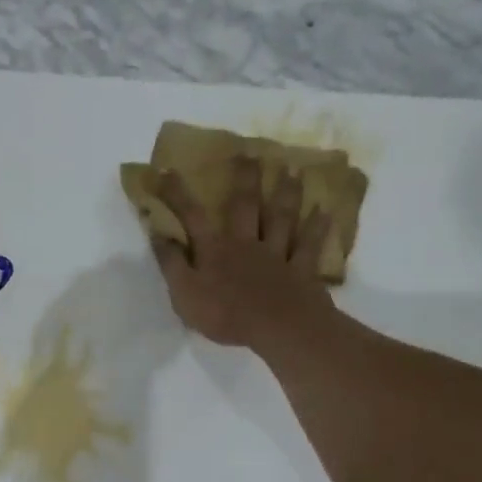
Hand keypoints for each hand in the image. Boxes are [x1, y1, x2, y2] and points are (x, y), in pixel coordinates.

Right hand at [151, 157, 336, 350]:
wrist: (278, 329)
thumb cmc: (225, 314)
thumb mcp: (184, 293)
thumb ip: (171, 263)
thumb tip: (156, 232)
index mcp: (214, 250)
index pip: (192, 216)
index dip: (178, 194)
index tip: (167, 170)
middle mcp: (246, 244)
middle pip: (246, 206)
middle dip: (245, 179)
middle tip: (251, 152)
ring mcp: (277, 256)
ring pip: (281, 219)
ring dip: (286, 194)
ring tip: (293, 170)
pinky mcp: (301, 271)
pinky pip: (310, 246)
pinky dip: (317, 228)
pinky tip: (324, 211)